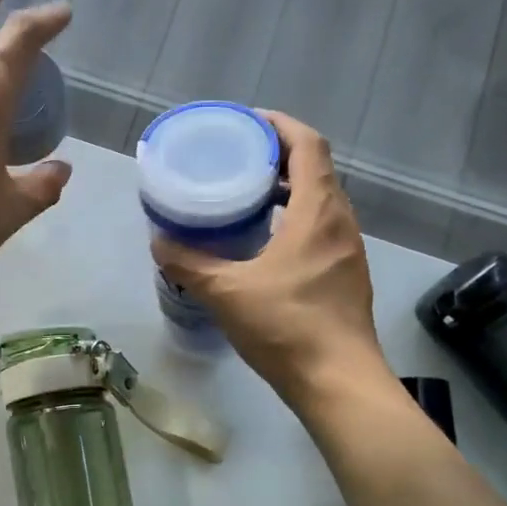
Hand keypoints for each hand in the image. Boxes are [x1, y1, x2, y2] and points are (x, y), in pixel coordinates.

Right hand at [151, 112, 390, 406]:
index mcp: (318, 211)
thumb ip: (188, 263)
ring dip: (287, 189)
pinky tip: (264, 243)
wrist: (339, 382)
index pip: (308, 145)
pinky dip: (294, 219)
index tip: (247, 123)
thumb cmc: (287, 327)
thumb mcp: (226, 292)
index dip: (279, 125)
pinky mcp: (346, 275)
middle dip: (278, 156)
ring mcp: (348, 250)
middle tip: (237, 159)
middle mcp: (340, 221)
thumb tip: (158, 241)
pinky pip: (321, 228)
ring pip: (320, 201)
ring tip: (245, 196)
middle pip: (316, 169)